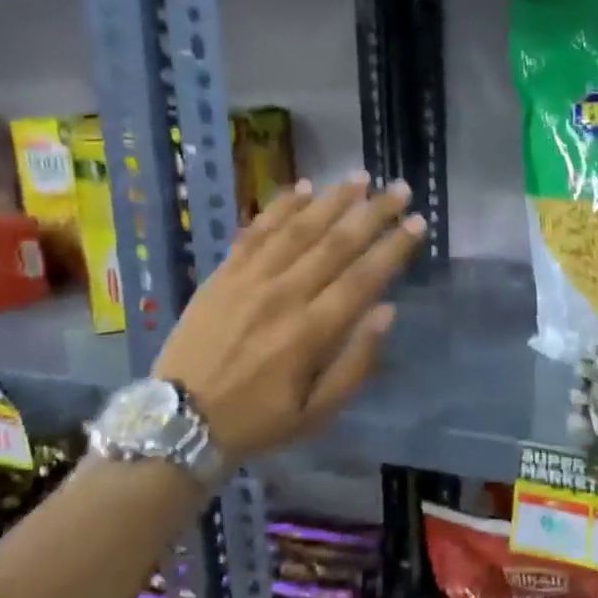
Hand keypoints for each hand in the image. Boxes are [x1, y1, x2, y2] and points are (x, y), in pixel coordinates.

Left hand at [153, 173, 426, 461]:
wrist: (179, 421)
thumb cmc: (258, 421)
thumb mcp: (317, 414)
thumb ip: (356, 364)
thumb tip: (386, 311)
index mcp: (311, 333)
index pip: (364, 278)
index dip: (394, 247)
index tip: (418, 222)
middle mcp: (284, 296)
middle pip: (337, 243)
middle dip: (373, 213)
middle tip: (400, 188)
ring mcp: (250, 280)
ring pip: (299, 229)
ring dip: (333, 200)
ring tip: (361, 177)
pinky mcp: (223, 274)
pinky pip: (256, 231)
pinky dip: (281, 207)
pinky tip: (303, 187)